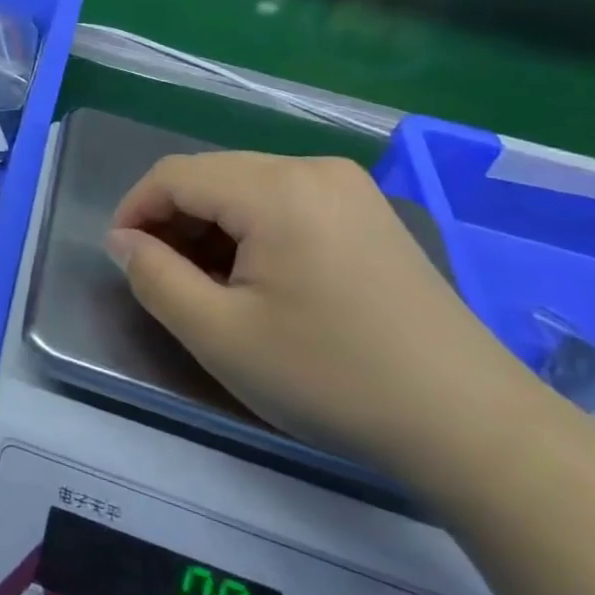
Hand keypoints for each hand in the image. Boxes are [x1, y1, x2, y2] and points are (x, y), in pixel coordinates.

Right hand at [106, 152, 531, 481]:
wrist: (472, 425)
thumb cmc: (331, 377)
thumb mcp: (219, 335)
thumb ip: (153, 277)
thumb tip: (122, 240)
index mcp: (276, 188)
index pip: (174, 175)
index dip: (134, 210)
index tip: (122, 260)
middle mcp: (312, 168)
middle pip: (211, 176)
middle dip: (173, 221)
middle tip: (163, 280)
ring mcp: (348, 187)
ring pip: (246, 187)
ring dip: (211, 226)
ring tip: (208, 285)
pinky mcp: (369, 212)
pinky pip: (285, 201)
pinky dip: (252, 230)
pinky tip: (259, 279)